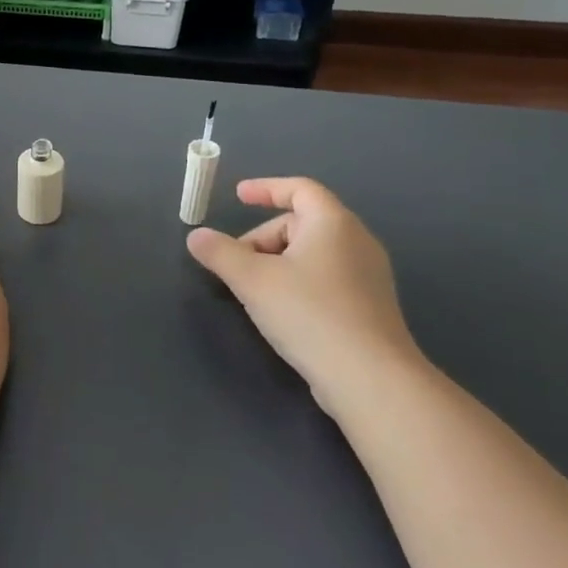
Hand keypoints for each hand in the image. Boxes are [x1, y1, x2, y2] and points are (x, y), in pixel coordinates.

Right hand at [187, 178, 424, 410]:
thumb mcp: (252, 280)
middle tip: (236, 264)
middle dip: (262, 238)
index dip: (266, 188)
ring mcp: (368, 276)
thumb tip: (196, 236)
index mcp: (333, 223)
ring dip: (277, 262)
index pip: (300, 189)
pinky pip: (325, 278)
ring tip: (254, 290)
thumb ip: (219, 253)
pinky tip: (282, 311)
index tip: (238, 196)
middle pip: (301, 224)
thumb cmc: (309, 314)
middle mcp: (357, 242)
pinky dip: (298, 282)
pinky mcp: (370, 307)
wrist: (371, 379)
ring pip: (312, 253)